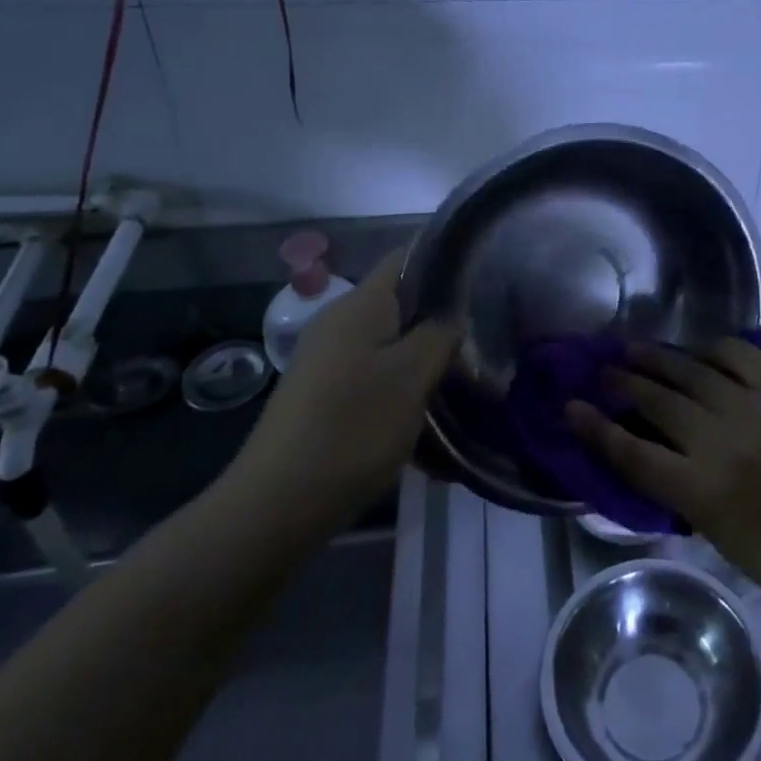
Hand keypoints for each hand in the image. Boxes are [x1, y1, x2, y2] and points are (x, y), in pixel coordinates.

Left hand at [230, 249, 457, 532]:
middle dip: (439, 316)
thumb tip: (452, 314)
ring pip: (388, 340)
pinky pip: (372, 370)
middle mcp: (338, 321)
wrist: (278, 503)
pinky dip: (400, 380)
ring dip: (422, 354)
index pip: (406, 257)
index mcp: (360, 304)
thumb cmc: (354, 427)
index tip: (482, 278)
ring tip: (461, 375)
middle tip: (481, 336)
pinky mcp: (321, 392)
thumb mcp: (412, 376)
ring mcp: (326, 358)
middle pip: (399, 301)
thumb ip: (440, 334)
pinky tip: (423, 408)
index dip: (444, 261)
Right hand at [567, 340, 760, 618]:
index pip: (632, 452)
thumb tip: (646, 443)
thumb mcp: (715, 534)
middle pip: (658, 403)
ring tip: (635, 349)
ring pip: (694, 372)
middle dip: (624, 383)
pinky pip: (742, 355)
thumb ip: (679, 486)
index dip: (596, 428)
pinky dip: (714, 349)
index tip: (570, 407)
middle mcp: (725, 443)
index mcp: (703, 492)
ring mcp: (759, 411)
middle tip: (604, 370)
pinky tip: (699, 350)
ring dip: (659, 359)